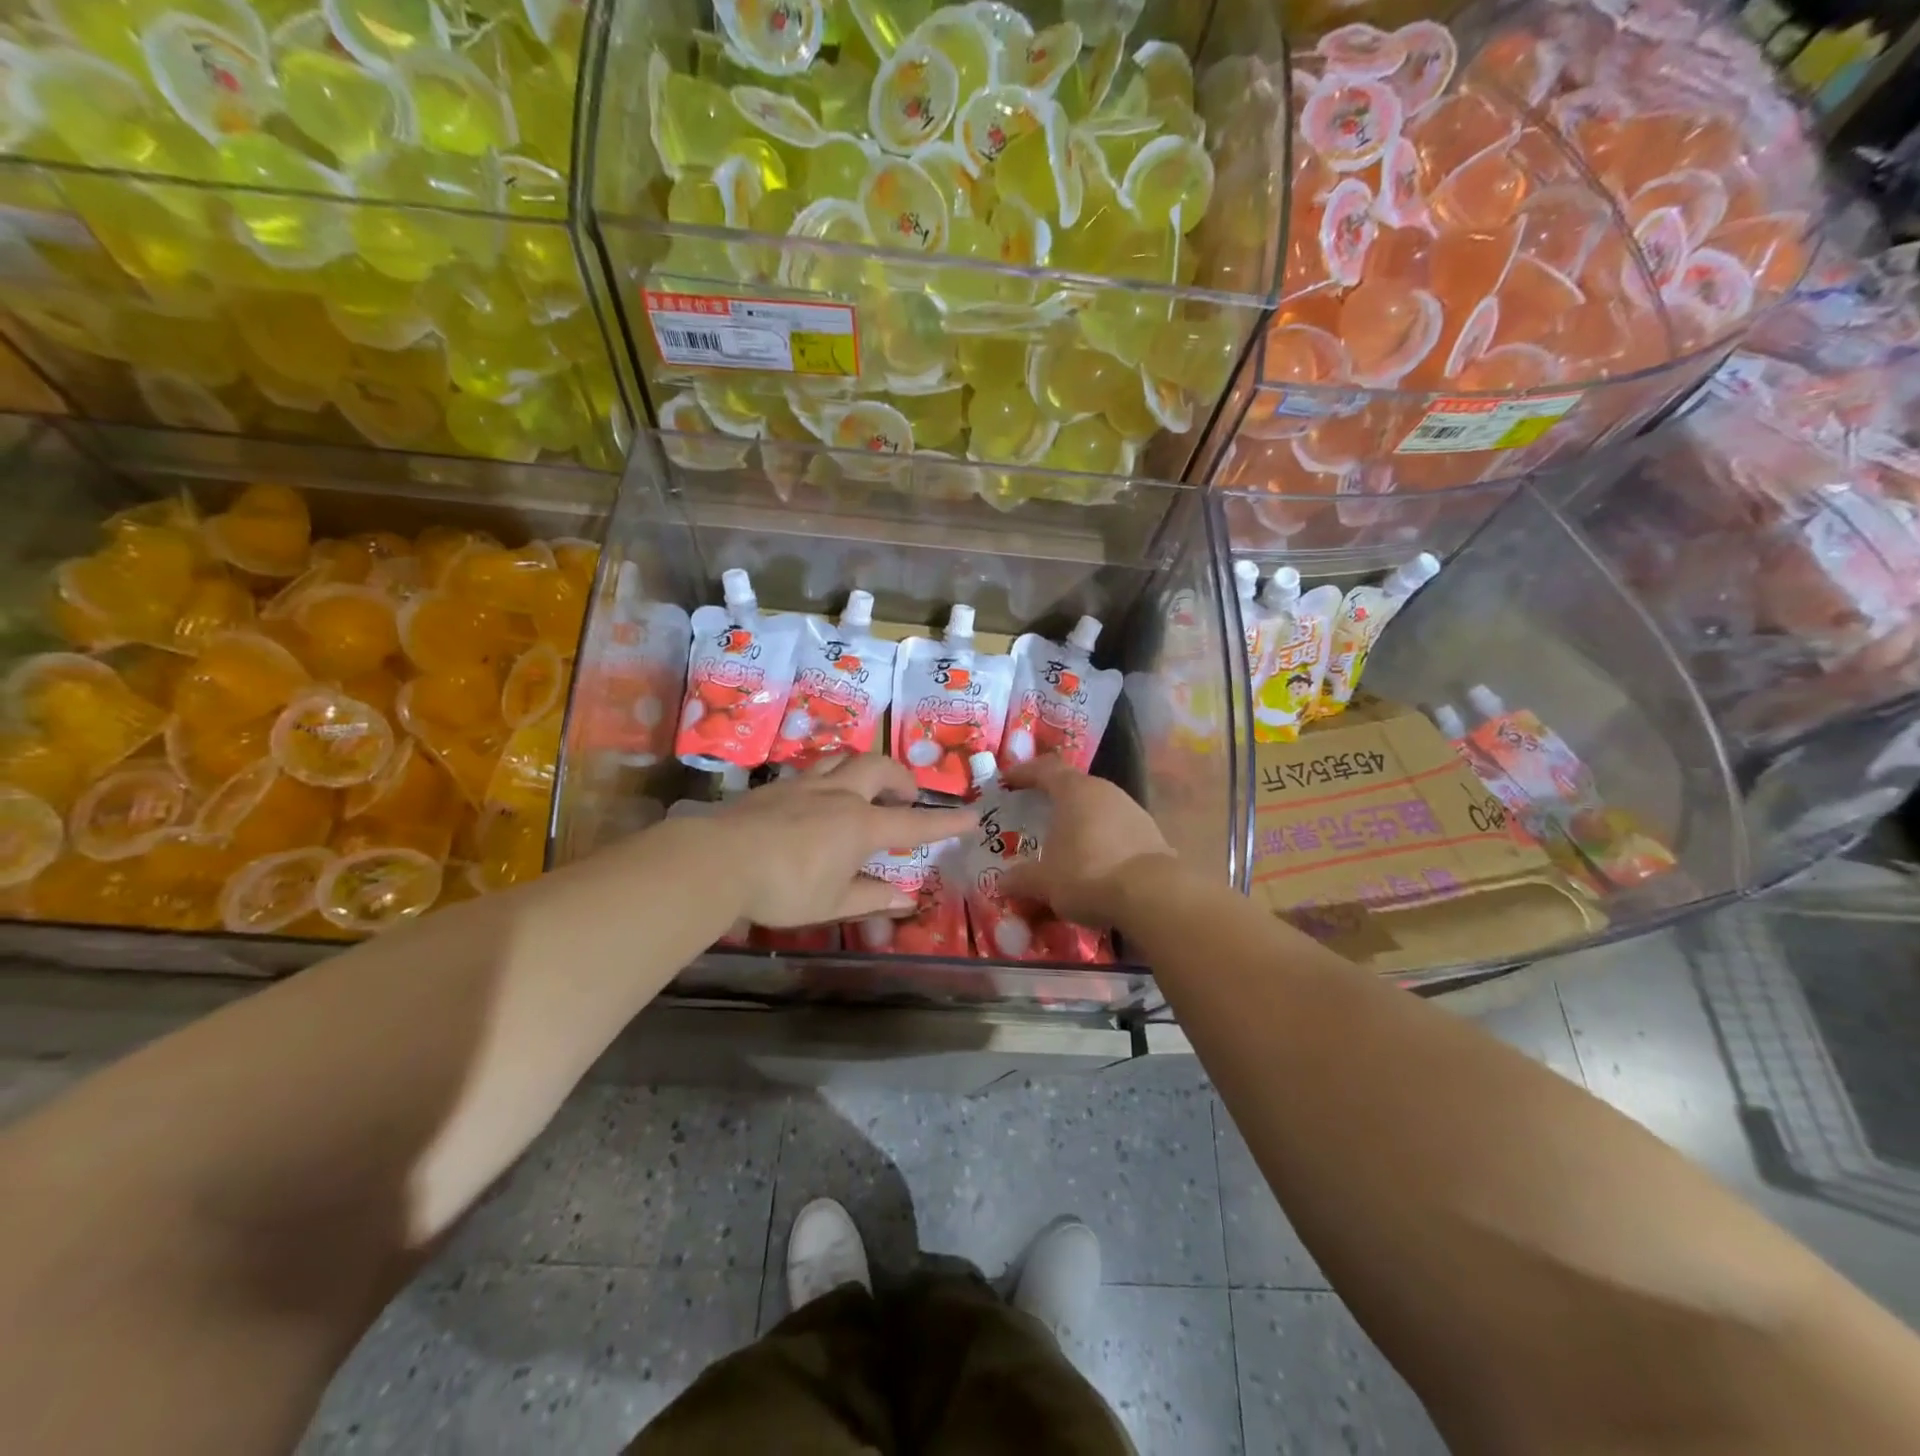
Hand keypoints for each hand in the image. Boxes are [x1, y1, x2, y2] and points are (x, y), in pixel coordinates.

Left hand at [705, 754, 975, 927]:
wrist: (718, 860)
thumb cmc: (783, 888)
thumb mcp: (832, 903)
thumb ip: (870, 897)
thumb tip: (906, 898)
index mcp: (860, 825)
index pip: (913, 822)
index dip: (945, 821)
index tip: (971, 815)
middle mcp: (838, 795)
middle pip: (878, 767)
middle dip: (899, 777)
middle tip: (905, 794)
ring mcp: (804, 785)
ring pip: (842, 759)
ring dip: (863, 767)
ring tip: (864, 786)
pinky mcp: (775, 787)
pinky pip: (812, 770)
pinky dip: (829, 777)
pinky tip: (817, 799)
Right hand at [999, 757, 1175, 927]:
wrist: (1152, 895)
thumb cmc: (1087, 874)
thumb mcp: (1044, 881)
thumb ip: (1020, 878)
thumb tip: (1001, 883)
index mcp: (1075, 790)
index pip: (1045, 769)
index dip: (1024, 773)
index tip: (1007, 781)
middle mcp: (1105, 791)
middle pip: (1074, 787)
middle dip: (1053, 799)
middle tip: (1034, 814)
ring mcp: (1132, 810)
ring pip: (1097, 809)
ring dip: (1079, 822)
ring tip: (1064, 844)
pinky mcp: (1151, 834)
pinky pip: (1116, 831)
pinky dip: (1101, 841)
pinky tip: (1094, 864)